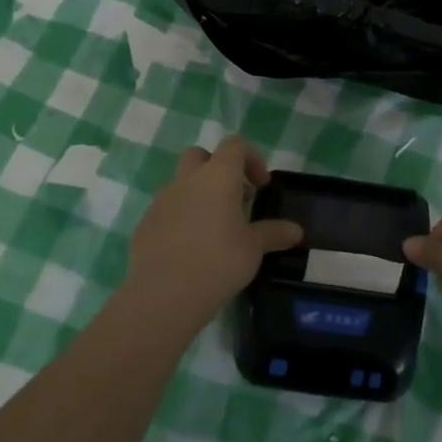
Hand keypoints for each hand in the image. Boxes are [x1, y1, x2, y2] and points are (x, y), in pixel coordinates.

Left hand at [122, 136, 301, 331]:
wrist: (162, 296)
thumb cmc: (217, 262)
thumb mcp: (254, 249)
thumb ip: (274, 233)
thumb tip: (296, 231)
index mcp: (217, 176)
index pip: (235, 145)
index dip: (252, 158)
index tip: (261, 186)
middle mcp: (187, 179)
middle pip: (200, 155)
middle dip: (218, 169)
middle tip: (235, 199)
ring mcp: (162, 200)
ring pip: (181, 182)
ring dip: (198, 194)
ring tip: (213, 228)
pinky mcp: (145, 223)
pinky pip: (167, 209)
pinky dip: (180, 217)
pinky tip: (190, 248)